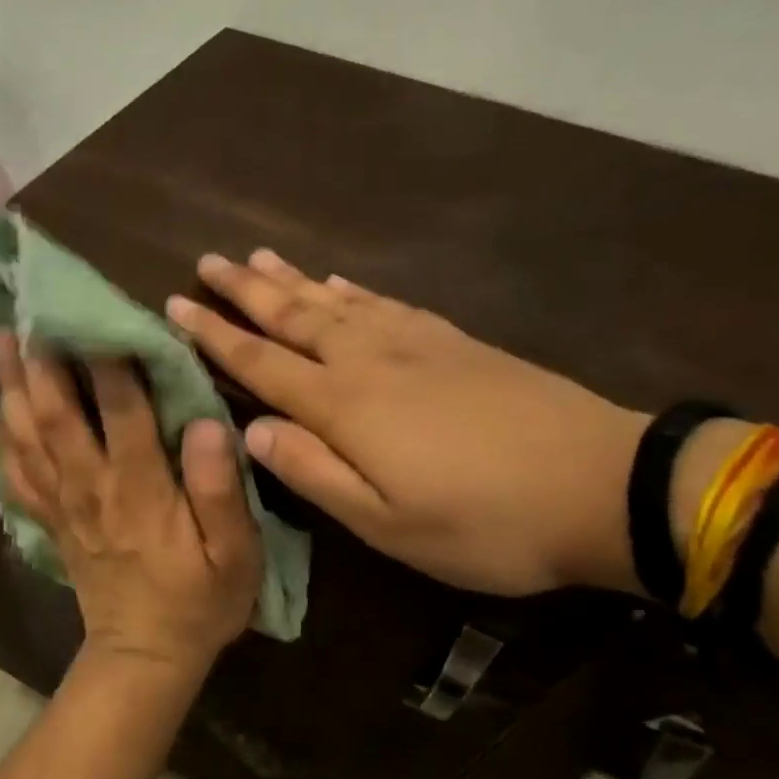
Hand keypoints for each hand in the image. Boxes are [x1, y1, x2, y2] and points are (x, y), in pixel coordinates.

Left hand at [0, 331, 262, 672]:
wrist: (144, 655)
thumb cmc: (199, 602)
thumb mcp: (236, 555)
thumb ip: (220, 490)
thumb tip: (204, 423)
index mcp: (140, 489)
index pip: (120, 410)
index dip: (108, 358)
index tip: (99, 309)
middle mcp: (91, 487)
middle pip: (56, 414)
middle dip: (41, 359)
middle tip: (29, 309)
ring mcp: (63, 504)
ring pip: (27, 436)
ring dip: (11, 386)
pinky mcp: (50, 520)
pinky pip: (16, 474)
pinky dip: (2, 437)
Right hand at [166, 251, 645, 596]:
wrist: (603, 485)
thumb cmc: (483, 521)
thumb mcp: (386, 523)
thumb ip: (313, 473)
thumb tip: (251, 432)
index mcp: (345, 406)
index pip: (261, 363)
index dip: (214, 336)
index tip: (175, 306)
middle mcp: (370, 361)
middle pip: (294, 317)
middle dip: (245, 290)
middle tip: (207, 262)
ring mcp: (416, 345)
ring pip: (337, 301)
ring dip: (292, 279)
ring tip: (258, 256)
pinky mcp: (455, 342)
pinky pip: (387, 304)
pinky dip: (353, 290)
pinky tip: (340, 282)